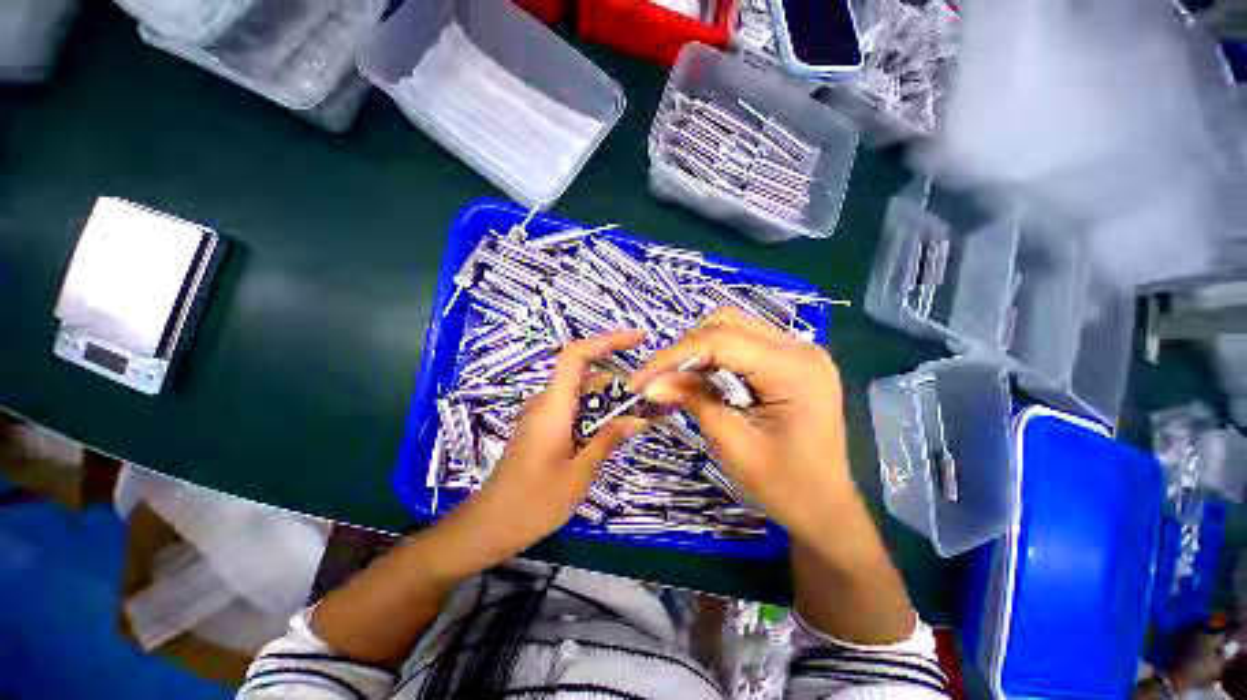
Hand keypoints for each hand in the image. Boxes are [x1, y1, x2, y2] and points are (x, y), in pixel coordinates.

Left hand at [457, 331, 648, 564]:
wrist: (489, 526)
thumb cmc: (532, 503)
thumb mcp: (579, 474)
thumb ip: (608, 440)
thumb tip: (638, 418)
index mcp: (553, 406)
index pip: (576, 355)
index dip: (607, 340)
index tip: (639, 340)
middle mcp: (547, 403)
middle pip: (588, 377)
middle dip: (620, 385)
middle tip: (651, 404)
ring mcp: (544, 415)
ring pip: (584, 395)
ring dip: (611, 404)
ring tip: (641, 421)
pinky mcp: (544, 428)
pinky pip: (576, 411)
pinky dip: (598, 416)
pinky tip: (615, 434)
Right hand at [627, 308, 854, 543]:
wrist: (825, 509)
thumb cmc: (785, 487)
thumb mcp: (732, 444)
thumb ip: (693, 400)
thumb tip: (652, 382)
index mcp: (794, 370)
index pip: (721, 342)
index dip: (674, 355)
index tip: (641, 379)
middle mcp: (800, 348)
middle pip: (727, 322)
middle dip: (686, 347)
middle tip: (661, 378)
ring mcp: (798, 351)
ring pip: (733, 327)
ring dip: (699, 349)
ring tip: (677, 378)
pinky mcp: (790, 360)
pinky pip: (743, 343)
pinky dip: (715, 355)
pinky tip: (702, 377)